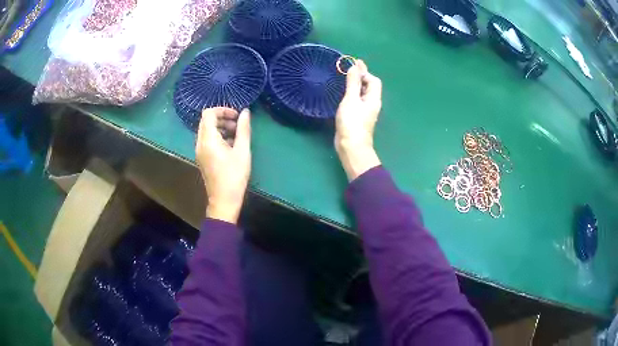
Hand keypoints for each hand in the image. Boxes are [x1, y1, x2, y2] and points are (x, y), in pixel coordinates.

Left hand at [196, 107, 250, 223]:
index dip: (223, 110)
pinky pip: (207, 140)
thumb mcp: (242, 151)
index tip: (236, 116)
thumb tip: (246, 112)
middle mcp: (200, 143)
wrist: (224, 200)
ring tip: (236, 136)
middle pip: (207, 121)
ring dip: (221, 128)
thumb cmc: (234, 175)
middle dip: (223, 119)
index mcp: (208, 139)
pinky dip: (218, 137)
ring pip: (207, 131)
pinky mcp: (202, 158)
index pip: (208, 113)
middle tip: (238, 126)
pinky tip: (231, 146)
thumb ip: (243, 129)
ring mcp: (199, 151)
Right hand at [335, 60, 382, 180]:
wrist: (351, 146)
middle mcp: (372, 104)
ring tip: (345, 79)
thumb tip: (355, 66)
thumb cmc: (352, 122)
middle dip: (361, 77)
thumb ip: (353, 82)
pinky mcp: (358, 117)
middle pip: (369, 86)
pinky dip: (352, 94)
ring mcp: (365, 111)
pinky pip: (357, 101)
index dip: (365, 72)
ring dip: (356, 85)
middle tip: (348, 70)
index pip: (373, 80)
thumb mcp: (351, 99)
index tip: (352, 66)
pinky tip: (344, 95)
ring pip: (363, 94)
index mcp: (373, 98)